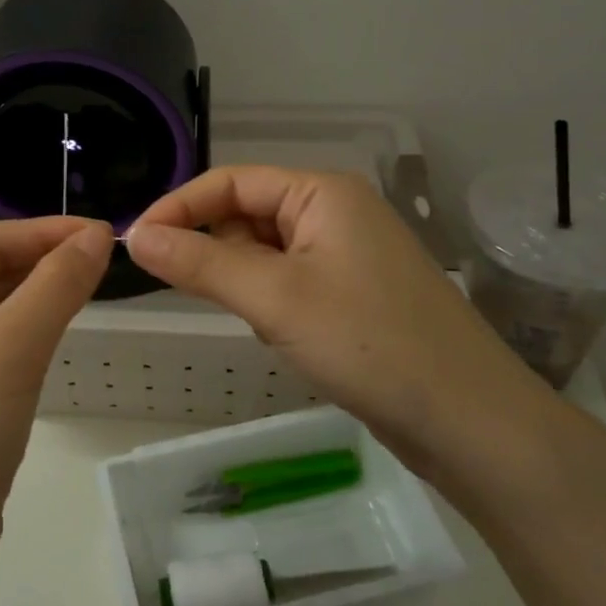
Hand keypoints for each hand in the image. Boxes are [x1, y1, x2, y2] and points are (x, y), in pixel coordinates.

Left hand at [0, 216, 112, 585]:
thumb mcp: (11, 348)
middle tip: (107, 262)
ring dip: (40, 298)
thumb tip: (99, 235)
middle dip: (46, 262)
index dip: (48, 231)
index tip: (107, 234)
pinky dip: (29, 337)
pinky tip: (57, 342)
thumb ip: (57, 285)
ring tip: (91, 290)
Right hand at [126, 167, 540, 476]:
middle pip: (247, 215)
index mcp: (322, 192)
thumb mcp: (274, 298)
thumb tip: (135, 236)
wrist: (470, 422)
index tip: (134, 245)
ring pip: (265, 253)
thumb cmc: (369, 343)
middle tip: (197, 293)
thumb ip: (200, 263)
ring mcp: (347, 255)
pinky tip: (287, 338)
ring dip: (246, 284)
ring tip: (264, 323)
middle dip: (217, 252)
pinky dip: (271, 304)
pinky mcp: (352, 294)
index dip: (178, 208)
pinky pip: (289, 283)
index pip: (229, 182)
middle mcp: (335, 212)